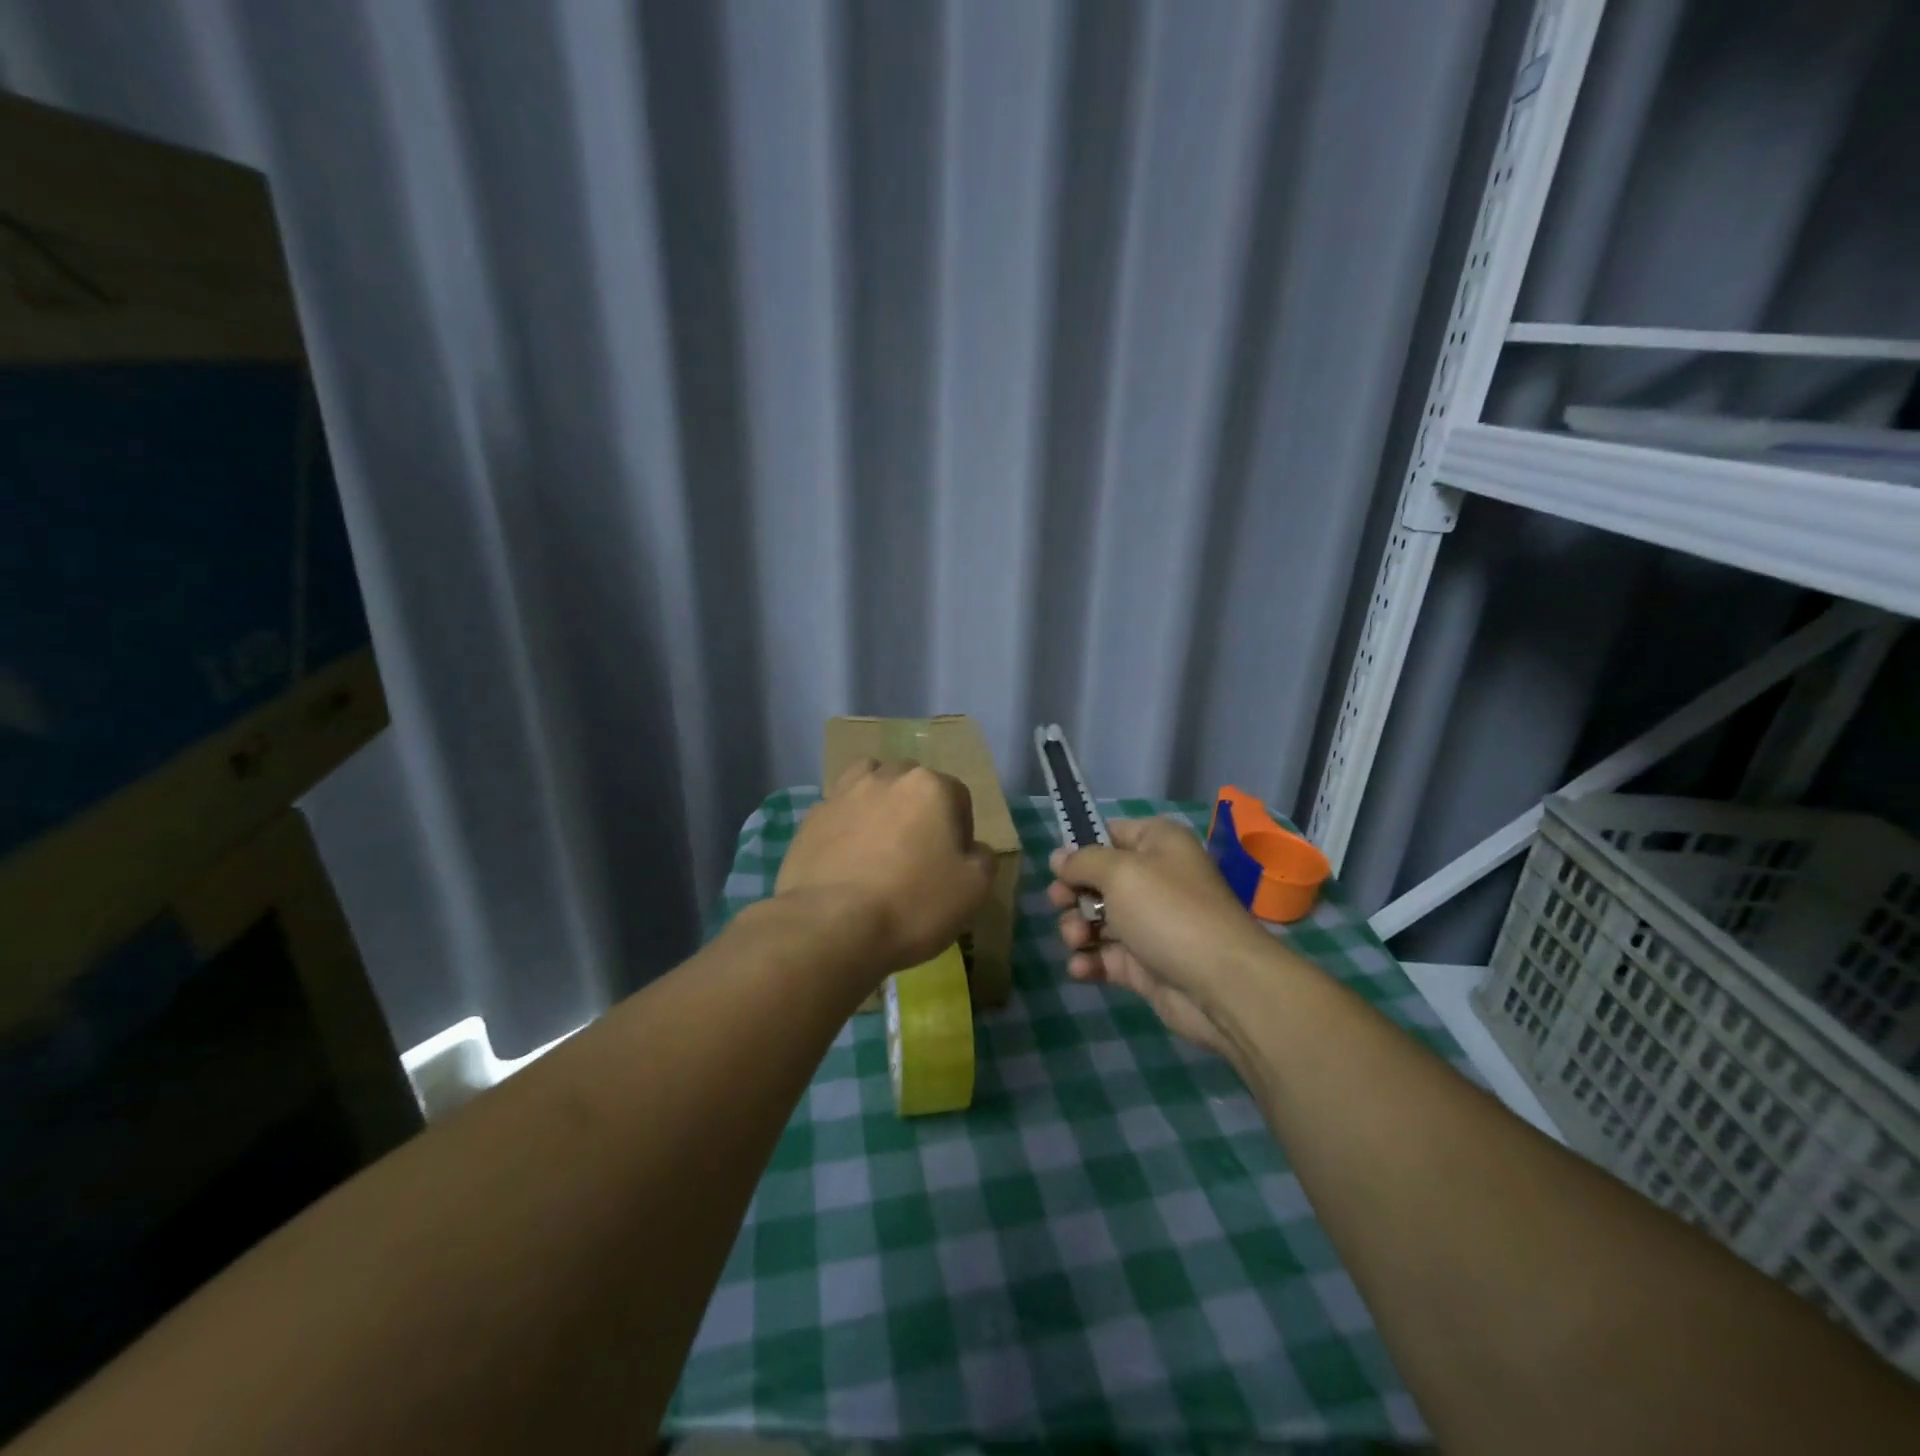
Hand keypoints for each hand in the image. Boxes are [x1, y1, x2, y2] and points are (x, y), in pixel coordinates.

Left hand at [777, 759, 995, 977]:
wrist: (831, 926)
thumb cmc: (913, 904)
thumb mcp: (974, 889)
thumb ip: (983, 858)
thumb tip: (973, 849)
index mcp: (930, 787)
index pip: (958, 796)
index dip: (961, 829)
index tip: (952, 863)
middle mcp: (886, 778)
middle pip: (912, 782)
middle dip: (919, 808)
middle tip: (917, 851)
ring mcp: (843, 794)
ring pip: (869, 784)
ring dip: (879, 803)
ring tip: (878, 841)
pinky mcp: (811, 818)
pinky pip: (837, 812)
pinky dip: (845, 826)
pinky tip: (845, 858)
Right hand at [1047, 817, 1282, 1054]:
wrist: (1220, 984)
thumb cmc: (1168, 912)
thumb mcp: (1120, 873)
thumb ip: (1083, 862)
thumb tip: (1059, 858)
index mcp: (1158, 844)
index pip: (1111, 833)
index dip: (1081, 847)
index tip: (1056, 865)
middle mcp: (1154, 879)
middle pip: (1099, 879)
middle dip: (1073, 893)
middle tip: (1060, 903)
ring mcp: (1149, 924)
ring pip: (1098, 919)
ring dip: (1077, 928)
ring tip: (1075, 940)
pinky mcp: (1145, 964)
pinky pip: (1106, 956)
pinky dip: (1090, 961)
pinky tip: (1081, 968)